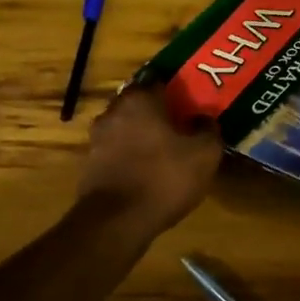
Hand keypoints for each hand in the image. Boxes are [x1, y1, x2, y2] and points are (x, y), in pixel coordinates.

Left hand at [78, 84, 221, 234]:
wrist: (117, 221)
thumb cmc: (164, 178)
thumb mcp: (204, 154)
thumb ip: (208, 129)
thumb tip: (204, 118)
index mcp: (140, 100)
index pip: (159, 79)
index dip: (176, 87)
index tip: (191, 98)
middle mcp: (114, 111)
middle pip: (139, 102)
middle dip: (157, 110)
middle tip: (180, 122)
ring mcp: (97, 138)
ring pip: (125, 126)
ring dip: (142, 133)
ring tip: (164, 148)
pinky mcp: (90, 164)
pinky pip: (116, 150)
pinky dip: (130, 155)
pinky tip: (146, 169)